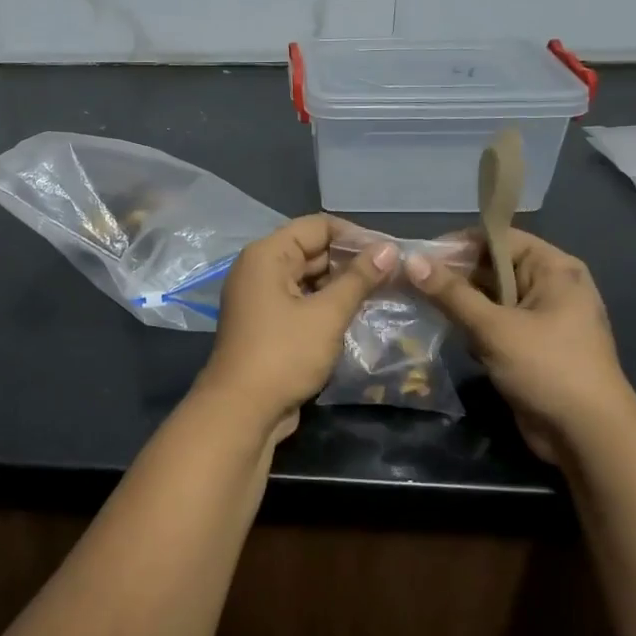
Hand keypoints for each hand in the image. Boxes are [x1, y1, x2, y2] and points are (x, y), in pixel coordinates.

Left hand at [196, 215, 396, 444]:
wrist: (242, 410)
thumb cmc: (284, 354)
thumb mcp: (327, 314)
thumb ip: (359, 279)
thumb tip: (388, 249)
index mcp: (267, 254)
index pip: (317, 226)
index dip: (355, 234)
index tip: (390, 251)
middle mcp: (259, 268)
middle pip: (311, 249)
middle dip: (351, 260)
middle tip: (394, 273)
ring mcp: (260, 297)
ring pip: (308, 277)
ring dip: (341, 284)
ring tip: (383, 291)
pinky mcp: (267, 323)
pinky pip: (301, 300)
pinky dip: (326, 303)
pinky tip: (357, 313)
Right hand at [405, 229, 635, 462]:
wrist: (588, 438)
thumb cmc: (547, 369)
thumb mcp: (494, 327)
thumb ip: (451, 293)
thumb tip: (411, 261)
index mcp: (554, 269)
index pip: (499, 238)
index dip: (459, 244)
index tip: (420, 257)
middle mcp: (549, 286)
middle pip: (492, 266)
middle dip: (453, 274)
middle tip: (410, 281)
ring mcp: (541, 318)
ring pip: (489, 297)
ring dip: (458, 301)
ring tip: (417, 302)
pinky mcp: (529, 346)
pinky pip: (493, 323)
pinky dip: (470, 325)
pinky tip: (442, 330)